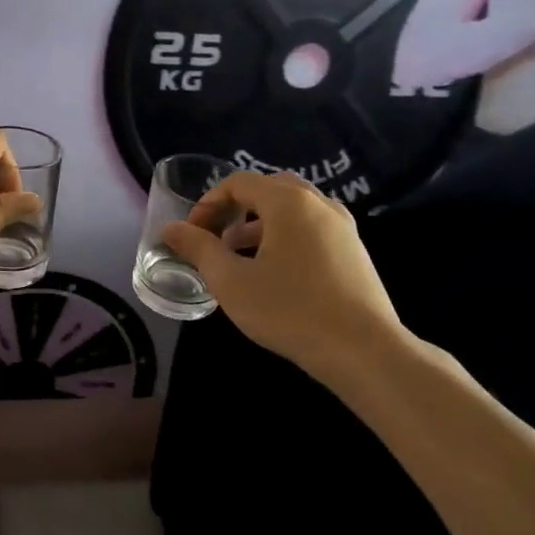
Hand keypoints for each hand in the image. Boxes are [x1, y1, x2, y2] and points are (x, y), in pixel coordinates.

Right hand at [163, 171, 412, 390]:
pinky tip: (275, 272)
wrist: (364, 351)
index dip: (208, 203)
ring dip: (260, 223)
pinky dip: (285, 235)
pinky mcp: (354, 250)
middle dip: (235, 209)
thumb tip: (170, 229)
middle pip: (267, 189)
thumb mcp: (231, 281)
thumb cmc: (290, 310)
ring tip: (239, 257)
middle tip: (216, 238)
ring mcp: (342, 226)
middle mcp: (318, 203)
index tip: (192, 234)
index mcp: (288, 202)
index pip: (238, 182)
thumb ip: (198, 249)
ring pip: (292, 209)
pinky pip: (311, 227)